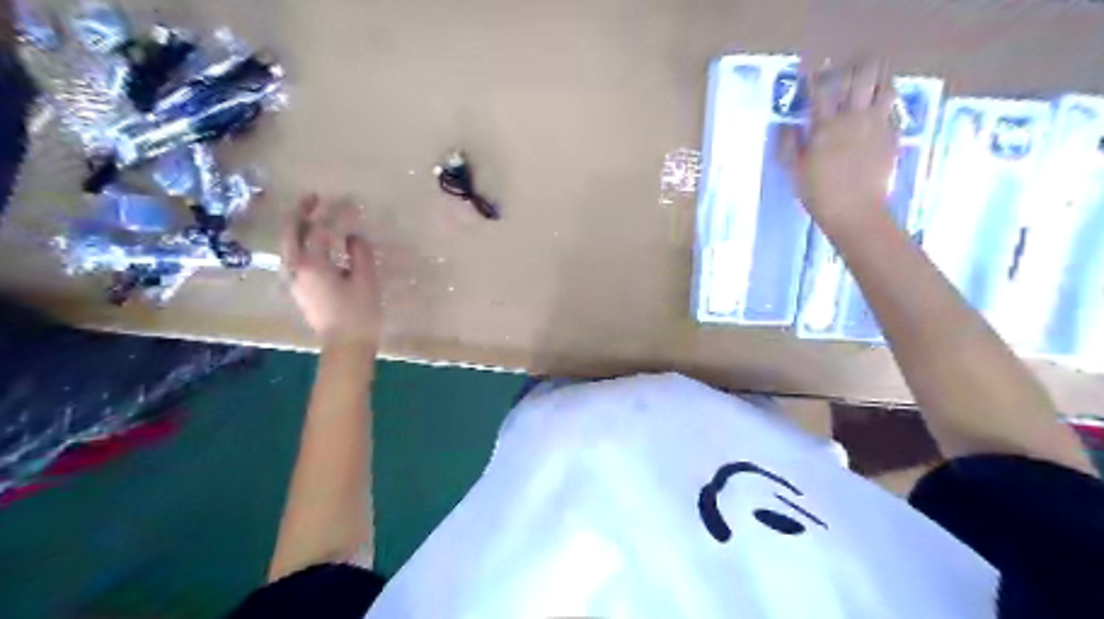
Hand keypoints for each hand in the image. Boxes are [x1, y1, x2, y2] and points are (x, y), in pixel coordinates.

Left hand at [281, 194, 381, 346]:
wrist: (345, 347)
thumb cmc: (359, 314)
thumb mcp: (366, 281)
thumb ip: (360, 253)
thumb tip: (353, 237)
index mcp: (313, 264)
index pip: (323, 230)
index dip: (337, 214)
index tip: (351, 203)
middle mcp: (296, 268)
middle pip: (292, 232)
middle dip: (302, 212)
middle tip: (315, 198)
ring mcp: (293, 280)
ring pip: (288, 245)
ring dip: (298, 227)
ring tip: (312, 216)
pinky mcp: (298, 289)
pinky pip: (293, 257)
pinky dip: (300, 243)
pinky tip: (313, 243)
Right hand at [779, 61, 900, 230]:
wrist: (856, 211)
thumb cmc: (819, 194)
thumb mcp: (795, 172)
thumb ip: (790, 146)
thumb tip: (788, 127)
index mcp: (826, 126)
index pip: (822, 89)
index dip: (818, 77)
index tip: (813, 74)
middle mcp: (854, 117)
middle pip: (863, 75)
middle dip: (855, 68)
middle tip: (847, 75)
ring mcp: (877, 125)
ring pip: (885, 86)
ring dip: (876, 82)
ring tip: (867, 89)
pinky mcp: (893, 135)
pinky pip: (893, 109)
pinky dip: (885, 105)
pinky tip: (876, 115)